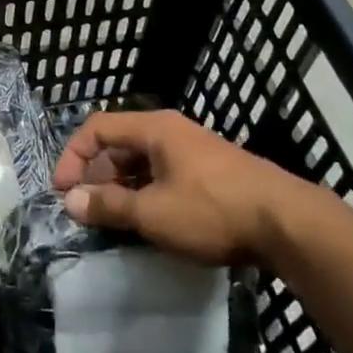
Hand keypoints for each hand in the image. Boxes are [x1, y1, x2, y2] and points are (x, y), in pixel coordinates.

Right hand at [54, 109, 313, 265]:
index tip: (63, 190)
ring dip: (122, 189)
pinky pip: (165, 177)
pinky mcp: (212, 175)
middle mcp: (172, 132)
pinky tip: (148, 224)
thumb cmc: (212, 210)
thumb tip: (70, 201)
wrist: (289, 224)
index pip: (98, 128)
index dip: (74, 156)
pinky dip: (147, 195)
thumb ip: (109, 206)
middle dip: (97, 175)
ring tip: (112, 221)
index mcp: (154, 129)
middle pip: (120, 145)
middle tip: (86, 209)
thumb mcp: (154, 213)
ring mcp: (194, 153)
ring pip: (143, 164)